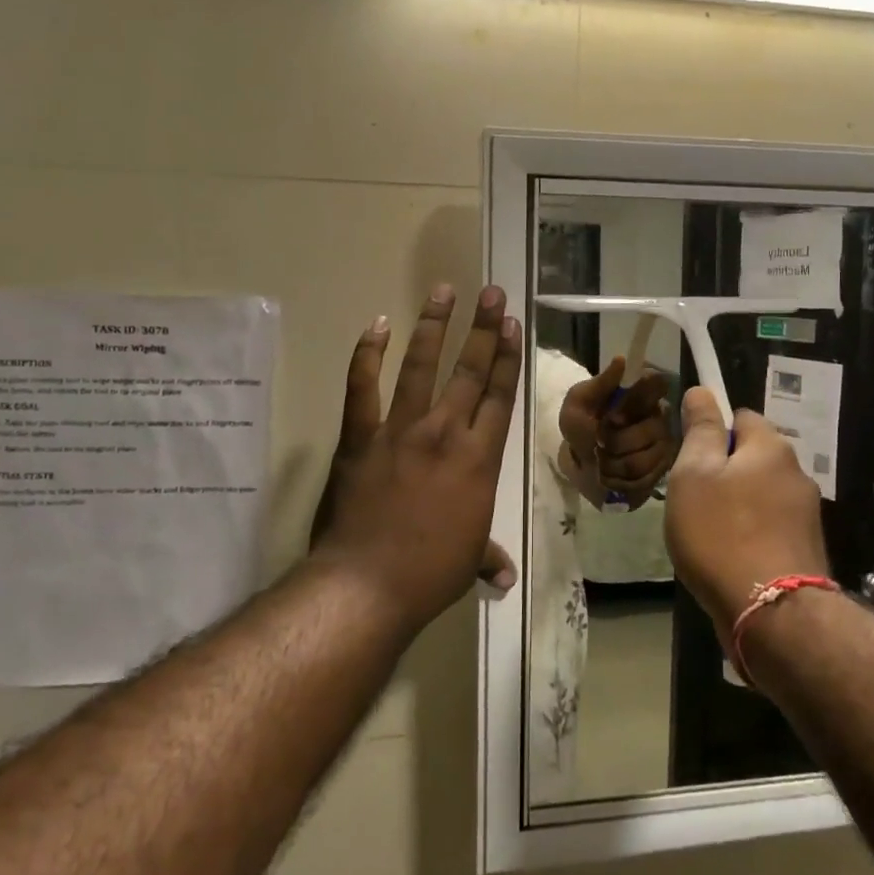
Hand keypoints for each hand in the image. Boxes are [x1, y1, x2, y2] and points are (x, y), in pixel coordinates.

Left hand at [309, 284, 521, 631]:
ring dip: (434, 325)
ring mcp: (400, 430)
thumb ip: (487, 556)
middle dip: (485, 328)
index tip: (513, 324)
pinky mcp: (360, 437)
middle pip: (470, 370)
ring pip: (422, 366)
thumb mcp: (467, 561)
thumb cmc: (430, 573)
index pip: (499, 395)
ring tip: (444, 290)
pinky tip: (376, 325)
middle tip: (492, 293)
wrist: (367, 583)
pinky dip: (367, 354)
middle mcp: (445, 432)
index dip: (509, 357)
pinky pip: (363, 387)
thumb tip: (504, 577)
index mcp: (480, 458)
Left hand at [558, 358, 678, 506]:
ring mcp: (664, 444)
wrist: (580, 464)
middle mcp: (660, 416)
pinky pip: (644, 479)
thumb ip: (599, 384)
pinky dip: (620, 480)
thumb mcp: (578, 403)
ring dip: (614, 463)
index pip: (658, 385)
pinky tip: (611, 475)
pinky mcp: (662, 471)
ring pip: (644, 458)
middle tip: (599, 442)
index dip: (636, 403)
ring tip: (602, 461)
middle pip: (650, 429)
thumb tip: (621, 360)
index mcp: (641, 393)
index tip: (613, 417)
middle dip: (616, 441)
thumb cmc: (581, 427)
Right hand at [663, 389, 827, 643]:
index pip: (740, 416)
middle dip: (724, 472)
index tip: (690, 458)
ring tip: (707, 535)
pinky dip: (749, 534)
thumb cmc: (721, 533)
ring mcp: (806, 513)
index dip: (712, 431)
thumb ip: (701, 430)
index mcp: (771, 447)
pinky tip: (730, 558)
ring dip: (736, 505)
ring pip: (760, 494)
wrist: (772, 614)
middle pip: (752, 457)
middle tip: (692, 500)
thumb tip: (703, 391)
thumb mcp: (694, 474)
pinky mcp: (806, 549)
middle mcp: (796, 472)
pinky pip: (769, 526)